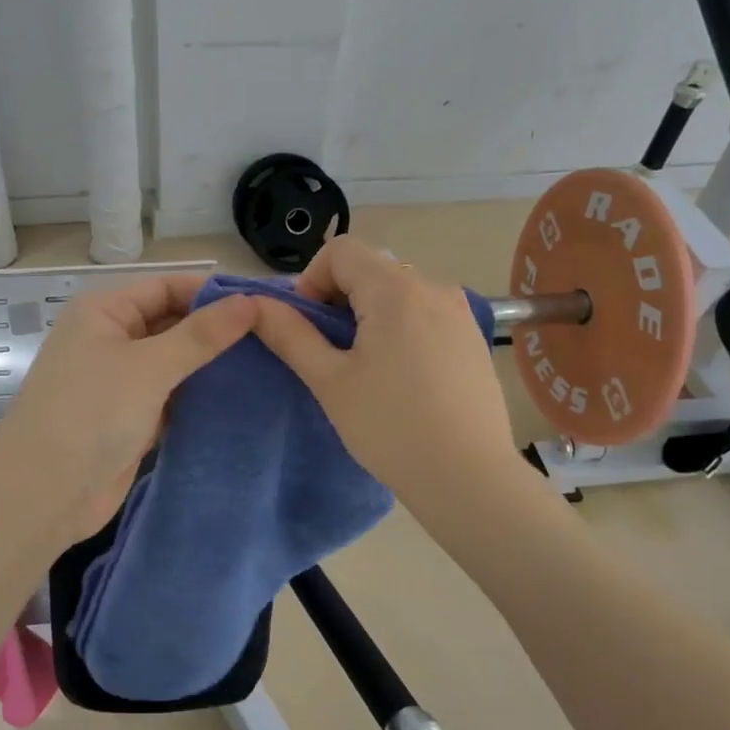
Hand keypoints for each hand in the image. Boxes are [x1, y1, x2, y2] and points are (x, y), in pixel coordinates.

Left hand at [0, 274, 256, 544]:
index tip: (266, 305)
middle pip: (174, 323)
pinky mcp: (132, 418)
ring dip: (213, 366)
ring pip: (176, 363)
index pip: (169, 287)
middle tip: (276, 338)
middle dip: (218, 331)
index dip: (215, 293)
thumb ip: (201, 335)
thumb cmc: (91, 414)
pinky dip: (201, 397)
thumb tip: (251, 301)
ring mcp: (122, 381)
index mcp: (106, 311)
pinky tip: (242, 399)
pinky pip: (174, 397)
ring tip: (270, 365)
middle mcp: (112, 338)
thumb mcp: (149, 367)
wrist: (43, 495)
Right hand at [249, 237, 518, 508]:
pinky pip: (425, 313)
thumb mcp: (330, 381)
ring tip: (366, 367)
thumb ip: (290, 335)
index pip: (341, 250)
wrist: (470, 478)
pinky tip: (402, 376)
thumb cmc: (391, 428)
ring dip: (370, 313)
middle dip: (339, 298)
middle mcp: (433, 287)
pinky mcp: (473, 337)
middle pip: (371, 268)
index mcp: (396, 289)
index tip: (308, 327)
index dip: (312, 280)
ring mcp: (459, 312)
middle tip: (330, 352)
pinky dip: (401, 327)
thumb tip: (255, 304)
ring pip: (398, 291)